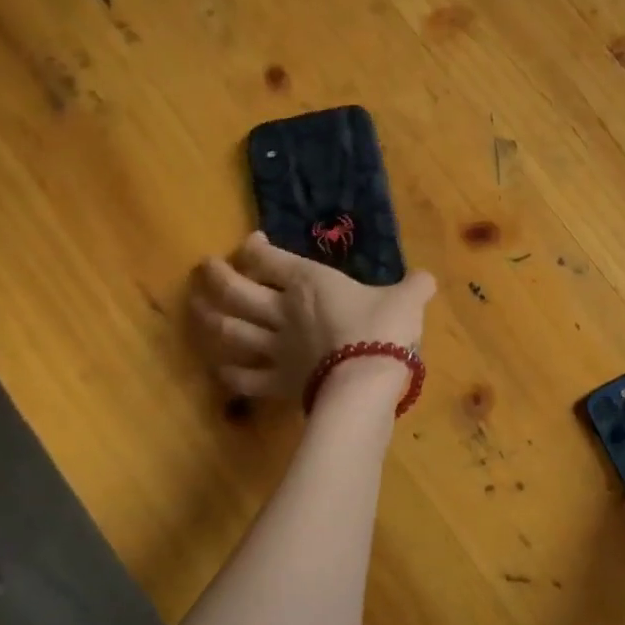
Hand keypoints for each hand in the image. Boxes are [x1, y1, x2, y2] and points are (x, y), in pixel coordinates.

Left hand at [191, 232, 436, 404]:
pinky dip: (229, 373)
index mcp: (309, 282)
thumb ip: (414, 286)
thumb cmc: (383, 329)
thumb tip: (426, 279)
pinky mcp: (276, 382)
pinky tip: (222, 369)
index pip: (268, 259)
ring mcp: (274, 348)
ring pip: (229, 331)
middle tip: (205, 269)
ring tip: (198, 310)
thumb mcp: (408, 299)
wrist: (367, 381)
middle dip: (216, 277)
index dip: (253, 247)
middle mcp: (282, 310)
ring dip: (209, 319)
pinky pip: (242, 378)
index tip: (251, 242)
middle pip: (235, 291)